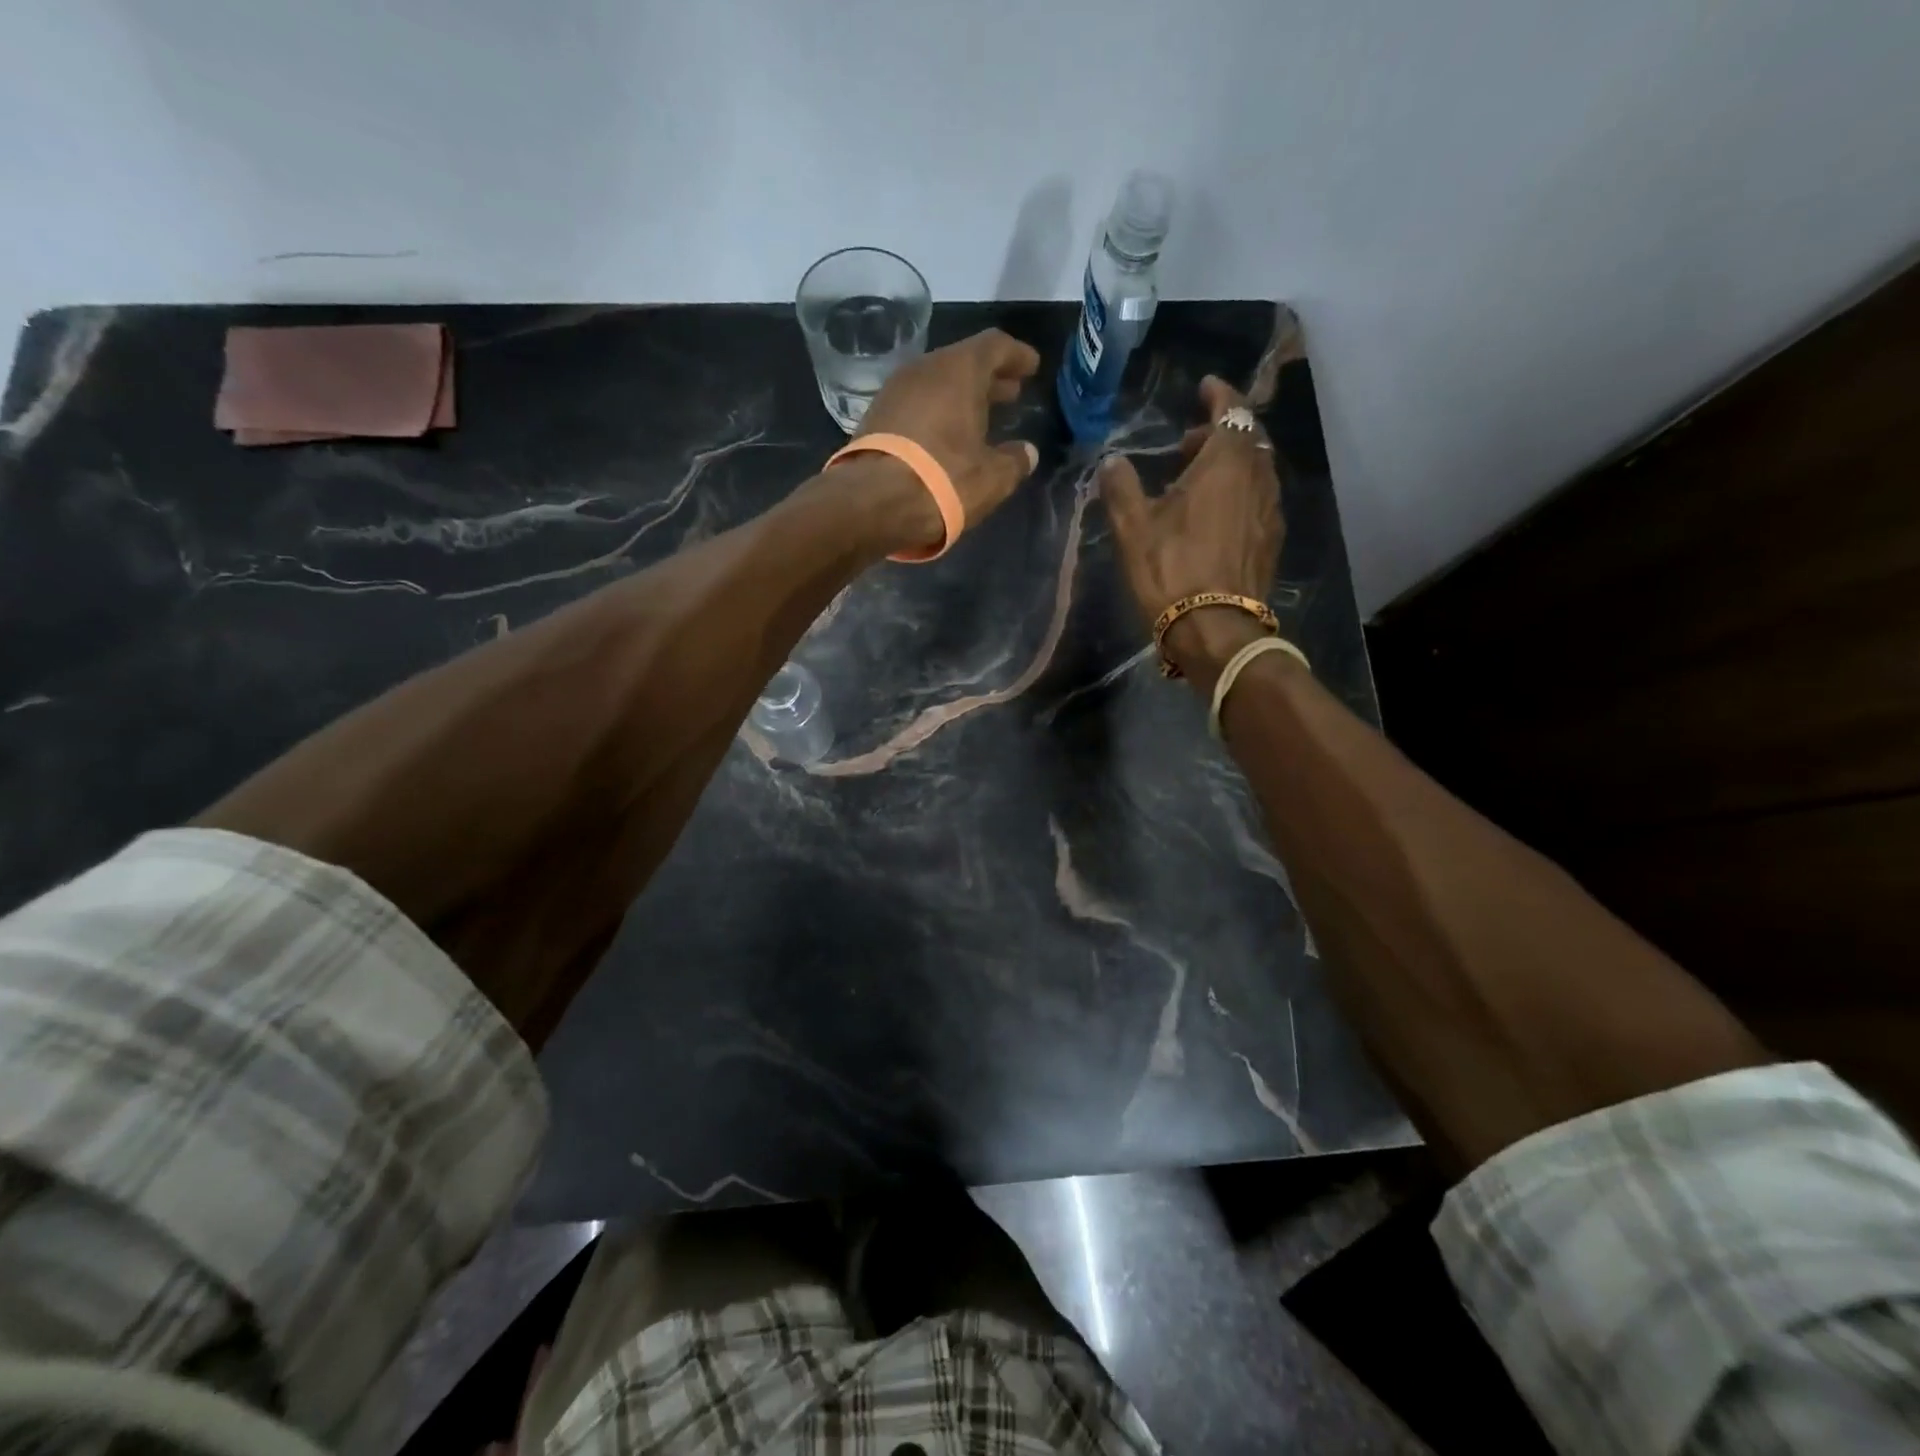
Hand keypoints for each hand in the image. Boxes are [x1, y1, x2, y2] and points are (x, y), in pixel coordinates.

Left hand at [833, 328, 1042, 554]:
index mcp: (959, 370)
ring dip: (961, 396)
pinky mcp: (875, 417)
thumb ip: (1015, 461)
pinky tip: (946, 434)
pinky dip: (937, 411)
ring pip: (937, 382)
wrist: (872, 503)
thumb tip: (1026, 453)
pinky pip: (916, 403)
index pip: (995, 346)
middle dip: (989, 377)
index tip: (1031, 367)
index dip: (1017, 355)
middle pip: (963, 362)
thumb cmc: (943, 480)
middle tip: (1011, 393)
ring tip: (980, 416)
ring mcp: (894, 391)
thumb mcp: (992, 477)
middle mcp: (924, 369)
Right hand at [1099, 376, 1285, 686]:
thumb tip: (1112, 460)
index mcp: (1226, 462)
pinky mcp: (1272, 539)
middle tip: (1186, 446)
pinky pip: (1259, 497)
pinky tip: (1216, 514)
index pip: (1231, 410)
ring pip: (1256, 468)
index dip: (1218, 395)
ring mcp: (1271, 509)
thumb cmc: (1171, 571)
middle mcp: (1258, 476)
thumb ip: (1121, 487)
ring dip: (1230, 463)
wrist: (1216, 629)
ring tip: (1197, 482)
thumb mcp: (1133, 528)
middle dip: (1219, 432)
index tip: (1204, 388)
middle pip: (1247, 437)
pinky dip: (1240, 490)